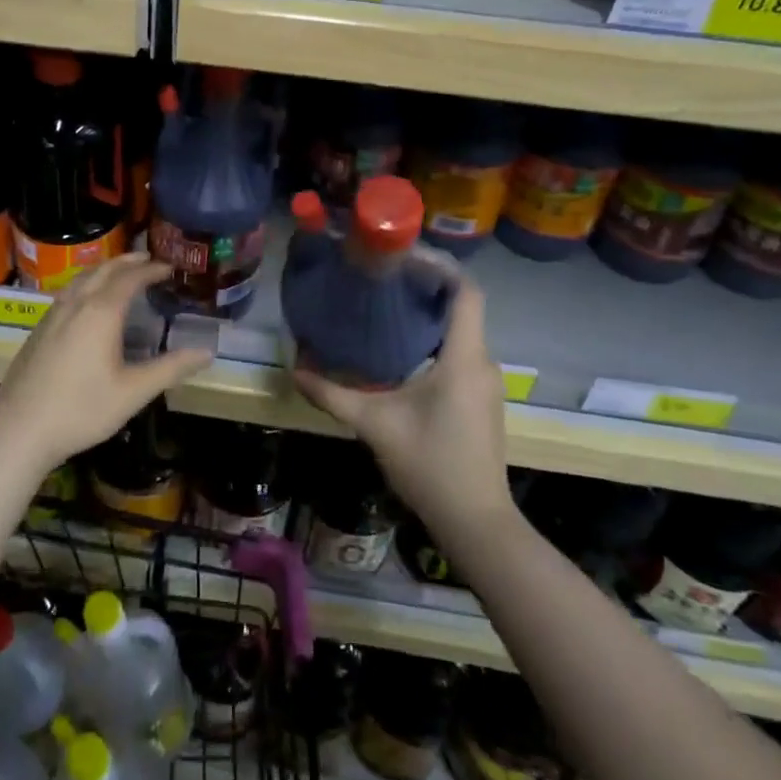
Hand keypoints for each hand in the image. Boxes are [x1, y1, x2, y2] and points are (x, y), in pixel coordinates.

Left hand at [0, 253, 212, 477]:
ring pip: (81, 279)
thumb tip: (207, 352)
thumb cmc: (81, 410)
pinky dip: (86, 284)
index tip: (170, 267)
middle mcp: (75, 304)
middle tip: (148, 259)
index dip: (151, 269)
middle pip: (103, 270)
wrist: (19, 430)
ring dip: (104, 270)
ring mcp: (52, 315)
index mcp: (101, 312)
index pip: (130, 278)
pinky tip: (86, 302)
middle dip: (127, 262)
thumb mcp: (133, 392)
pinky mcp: (38, 329)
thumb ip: (171, 368)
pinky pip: (67, 292)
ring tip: (120, 273)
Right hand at [293, 274, 511, 539]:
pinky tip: (401, 349)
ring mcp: (485, 382)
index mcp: (463, 357)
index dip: (438, 266)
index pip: (465, 292)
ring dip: (429, 313)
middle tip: (382, 278)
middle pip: (462, 306)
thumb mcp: (375, 425)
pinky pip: (461, 351)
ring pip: (461, 329)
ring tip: (386, 306)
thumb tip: (295, 369)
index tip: (400, 256)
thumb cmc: (430, 465)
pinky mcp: (481, 399)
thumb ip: (333, 394)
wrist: (476, 523)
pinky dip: (435, 338)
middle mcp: (482, 362)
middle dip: (425, 285)